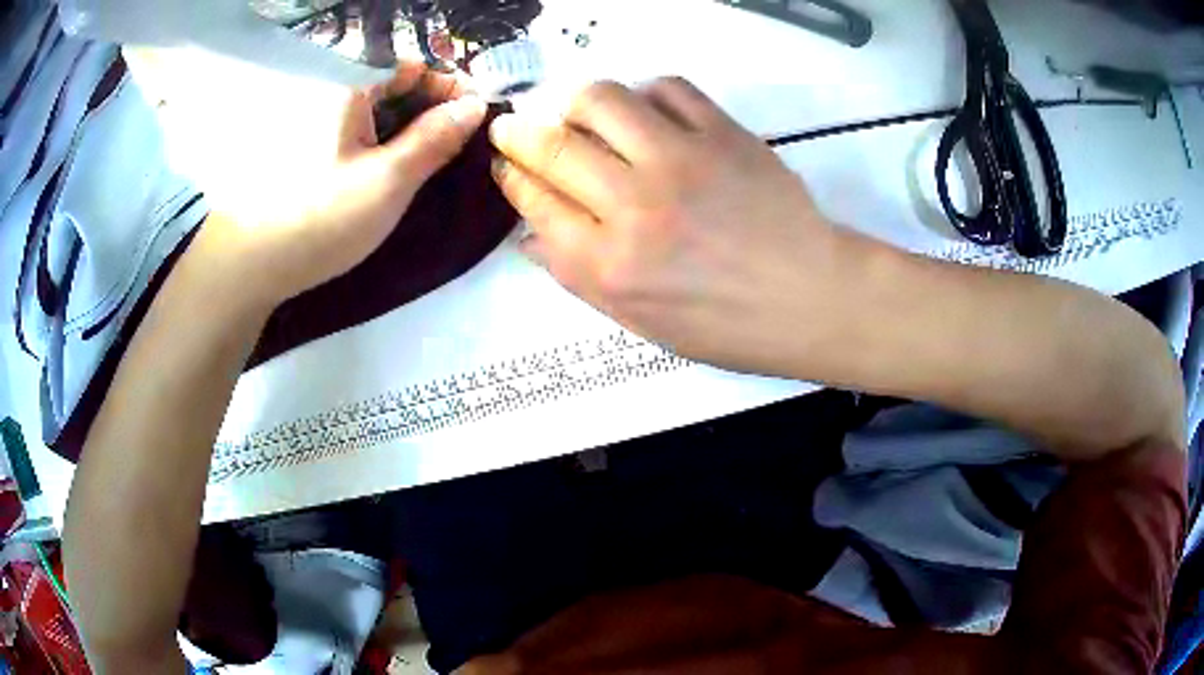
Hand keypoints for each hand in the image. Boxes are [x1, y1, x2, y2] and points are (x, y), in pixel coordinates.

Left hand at [198, 63, 487, 309]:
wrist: (255, 266)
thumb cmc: (323, 217)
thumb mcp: (390, 178)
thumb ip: (436, 137)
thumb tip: (477, 104)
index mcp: (349, 88)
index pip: (414, 66)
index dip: (450, 84)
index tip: (477, 113)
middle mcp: (332, 94)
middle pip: (396, 85)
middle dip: (433, 106)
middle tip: (460, 141)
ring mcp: (319, 122)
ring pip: (378, 109)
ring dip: (411, 125)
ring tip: (436, 156)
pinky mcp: (312, 148)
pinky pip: (359, 130)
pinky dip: (385, 140)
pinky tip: (397, 165)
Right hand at [489, 77, 859, 373]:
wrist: (811, 297)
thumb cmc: (727, 324)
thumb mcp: (641, 322)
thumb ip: (578, 276)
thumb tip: (529, 235)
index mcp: (609, 265)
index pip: (534, 201)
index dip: (510, 176)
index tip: (505, 163)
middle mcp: (634, 206)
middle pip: (552, 146)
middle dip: (517, 132)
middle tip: (513, 127)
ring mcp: (681, 160)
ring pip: (602, 100)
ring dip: (575, 102)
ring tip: (580, 115)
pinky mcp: (723, 133)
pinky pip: (667, 88)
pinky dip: (644, 93)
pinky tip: (645, 112)